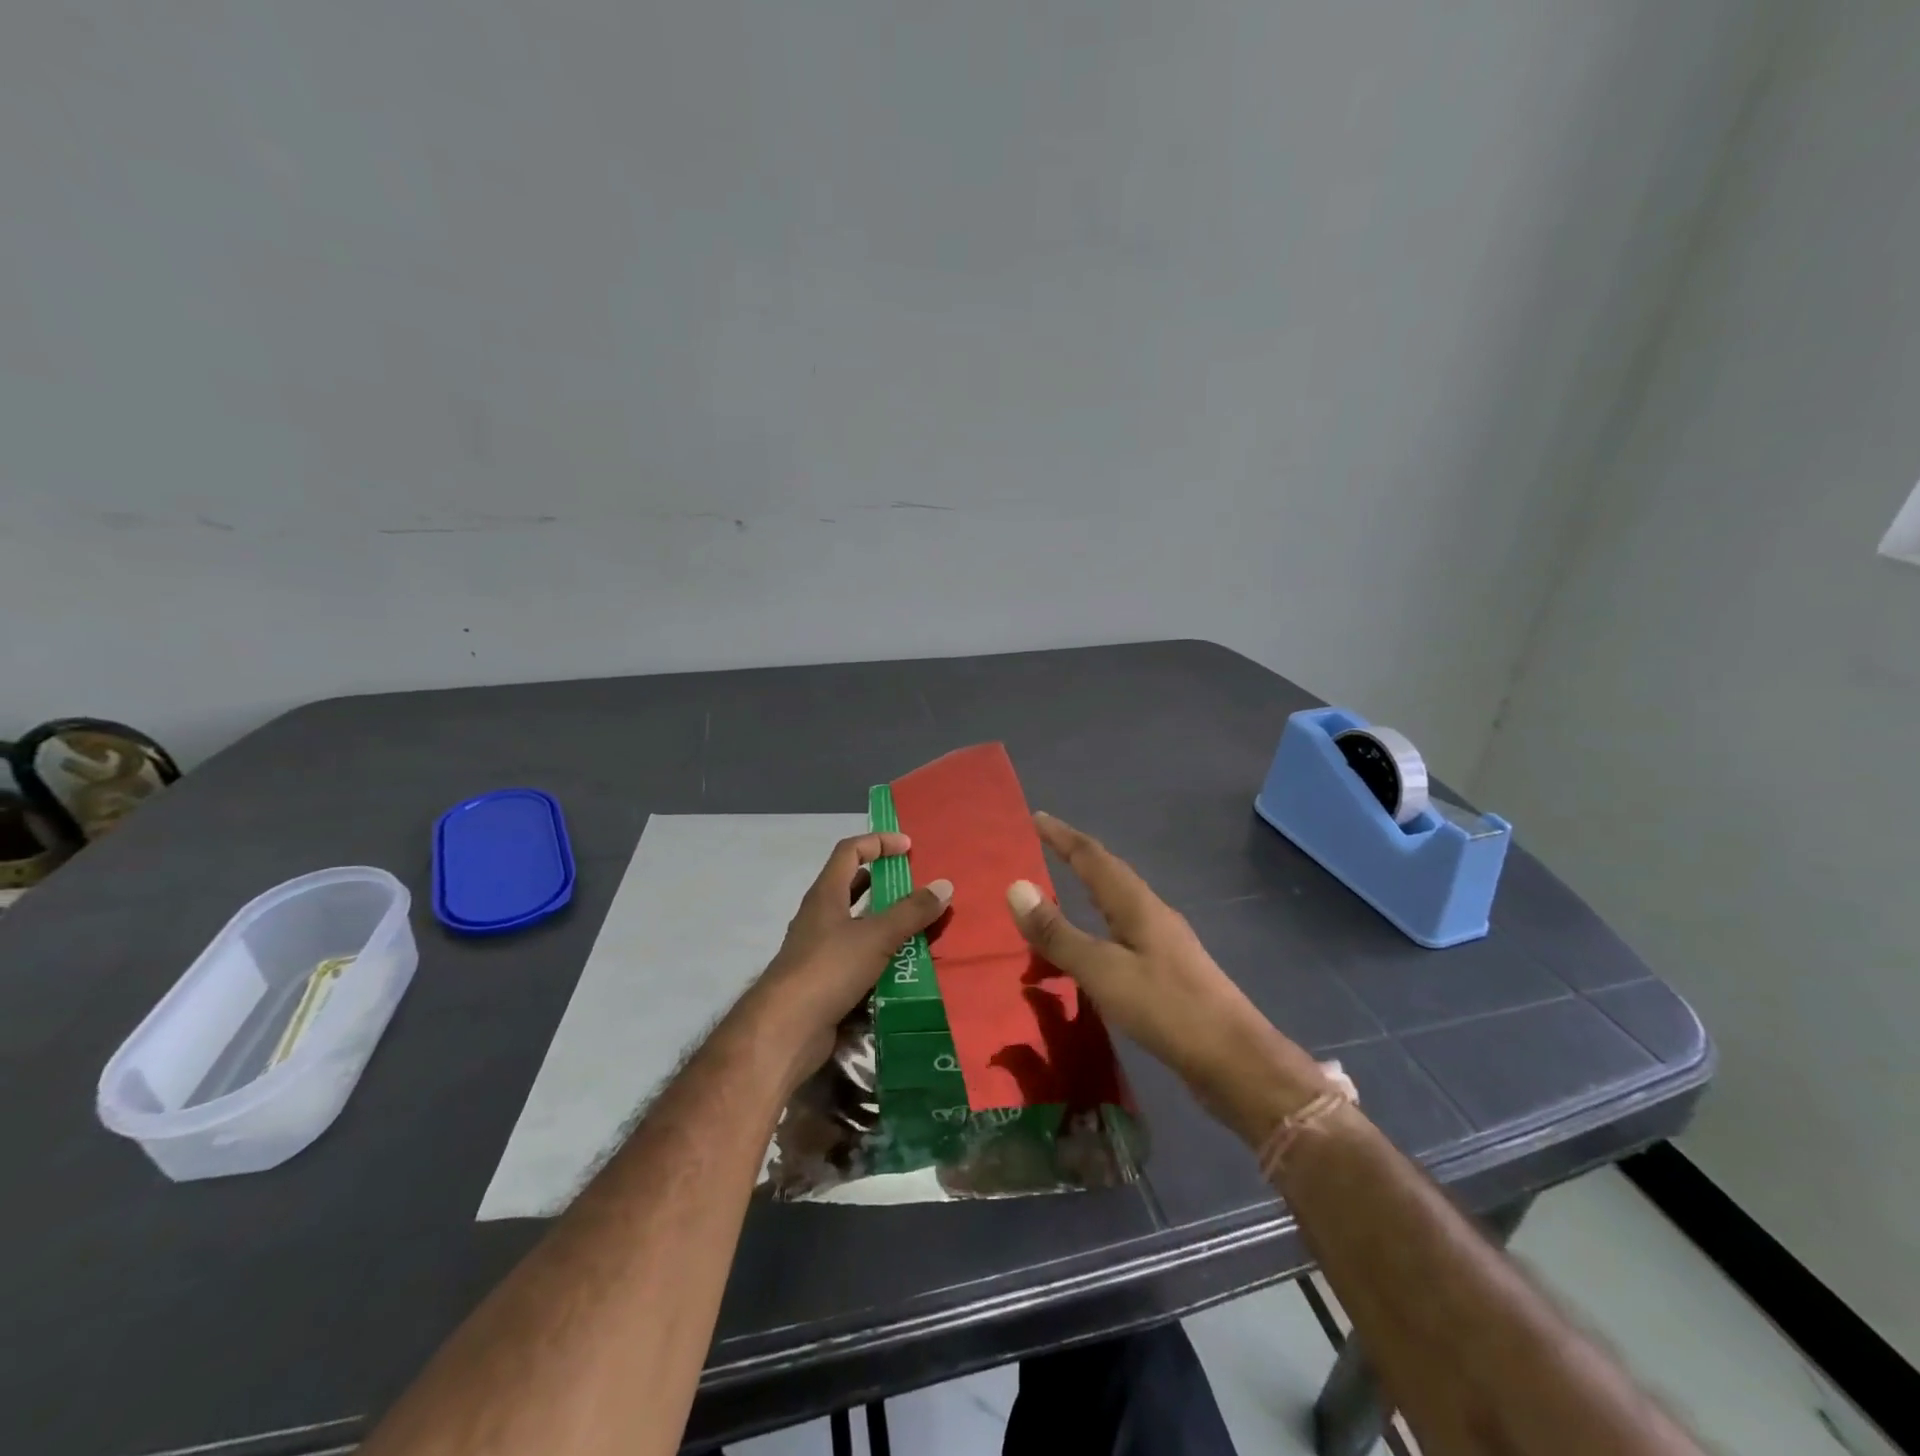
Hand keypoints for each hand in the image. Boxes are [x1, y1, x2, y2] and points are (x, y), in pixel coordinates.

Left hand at [748, 832, 951, 1087]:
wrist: (785, 1030)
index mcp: (826, 894)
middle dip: (885, 882)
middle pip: (853, 885)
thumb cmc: (828, 969)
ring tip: (921, 925)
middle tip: (918, 886)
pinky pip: (859, 956)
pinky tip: (905, 965)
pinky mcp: (826, 979)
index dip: (878, 842)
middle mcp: (821, 916)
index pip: (850, 851)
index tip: (908, 847)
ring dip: (887, 920)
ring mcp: (821, 949)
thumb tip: (944, 885)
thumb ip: (911, 912)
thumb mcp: (876, 936)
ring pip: (858, 923)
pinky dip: (881, 954)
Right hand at [1006, 812, 1332, 1144]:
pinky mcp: (1169, 972)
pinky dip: (1097, 927)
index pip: (1093, 857)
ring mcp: (1165, 943)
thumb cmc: (1166, 1008)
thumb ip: (1058, 933)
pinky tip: (1093, 949)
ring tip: (1061, 892)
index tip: (1037, 818)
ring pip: (1118, 904)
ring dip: (1089, 891)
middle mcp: (1152, 914)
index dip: (1063, 837)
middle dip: (1076, 857)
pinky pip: (1123, 933)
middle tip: (1044, 847)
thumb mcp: (1102, 971)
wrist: (1235, 1061)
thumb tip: (1015, 886)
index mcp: (1137, 905)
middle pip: (1109, 874)